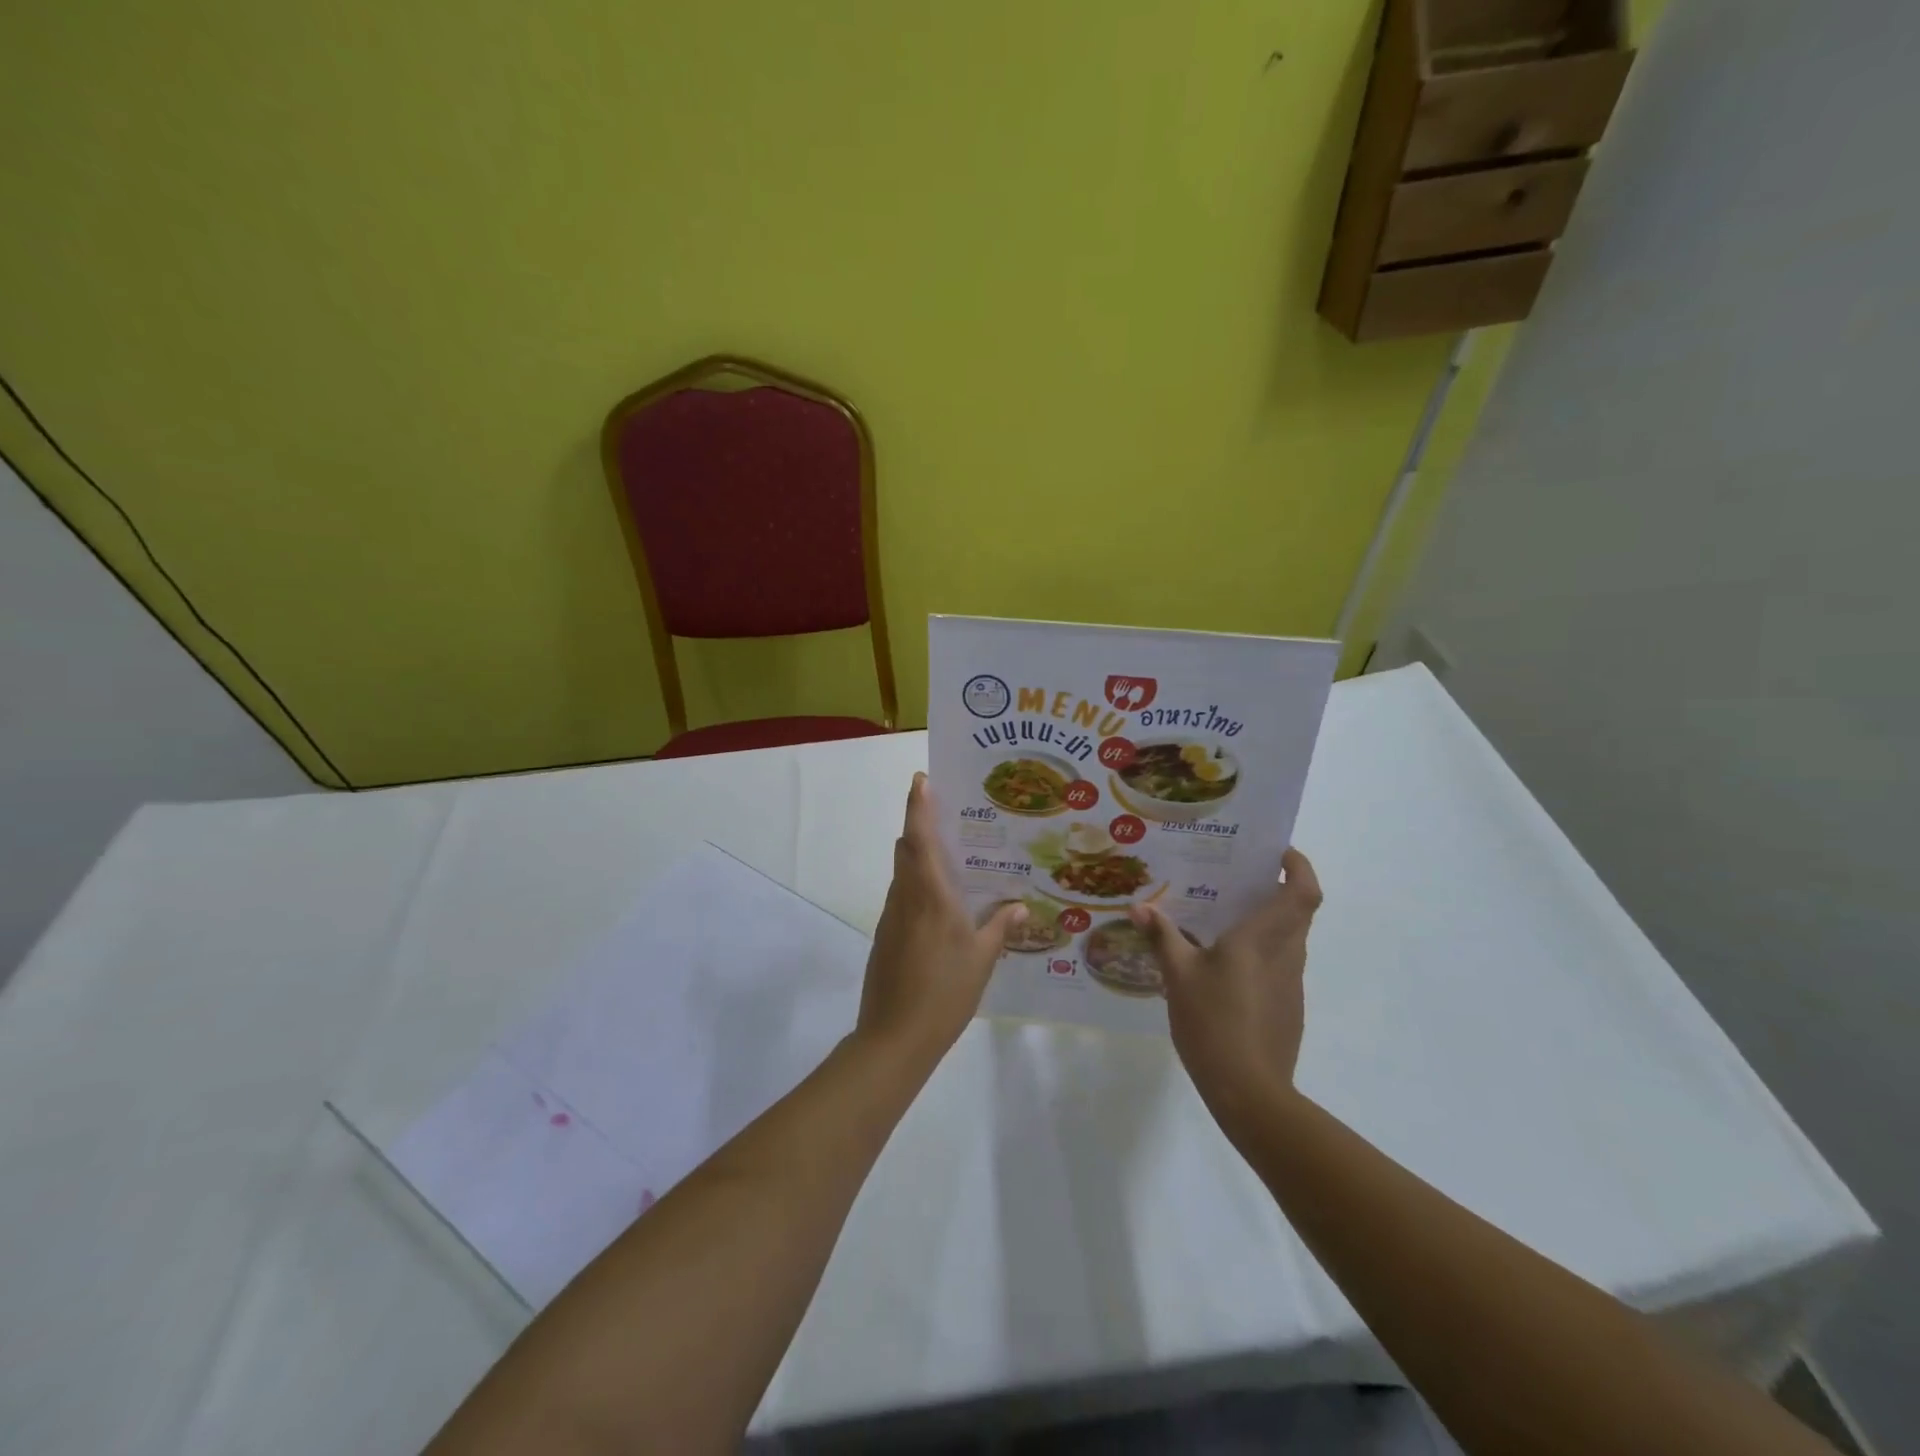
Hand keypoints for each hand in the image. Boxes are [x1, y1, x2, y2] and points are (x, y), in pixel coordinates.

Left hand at [856, 774, 1025, 1069]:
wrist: (894, 1037)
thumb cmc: (944, 993)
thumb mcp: (982, 960)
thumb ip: (999, 928)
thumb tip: (1018, 906)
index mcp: (930, 896)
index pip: (919, 838)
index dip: (918, 806)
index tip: (920, 779)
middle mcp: (906, 897)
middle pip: (906, 850)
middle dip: (920, 826)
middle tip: (950, 815)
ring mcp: (891, 917)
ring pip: (903, 873)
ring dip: (919, 857)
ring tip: (953, 858)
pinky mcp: (885, 936)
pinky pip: (902, 897)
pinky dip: (917, 886)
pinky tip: (941, 905)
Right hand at [1130, 848, 1322, 1120]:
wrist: (1250, 1092)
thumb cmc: (1213, 1023)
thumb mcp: (1178, 976)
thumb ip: (1162, 937)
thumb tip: (1139, 907)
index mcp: (1262, 939)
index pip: (1302, 891)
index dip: (1299, 865)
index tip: (1278, 851)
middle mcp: (1286, 955)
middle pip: (1298, 911)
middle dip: (1278, 888)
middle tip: (1240, 877)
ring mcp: (1291, 984)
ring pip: (1290, 939)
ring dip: (1270, 921)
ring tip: (1226, 917)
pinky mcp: (1288, 1008)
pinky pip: (1281, 965)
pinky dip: (1263, 952)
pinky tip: (1227, 966)